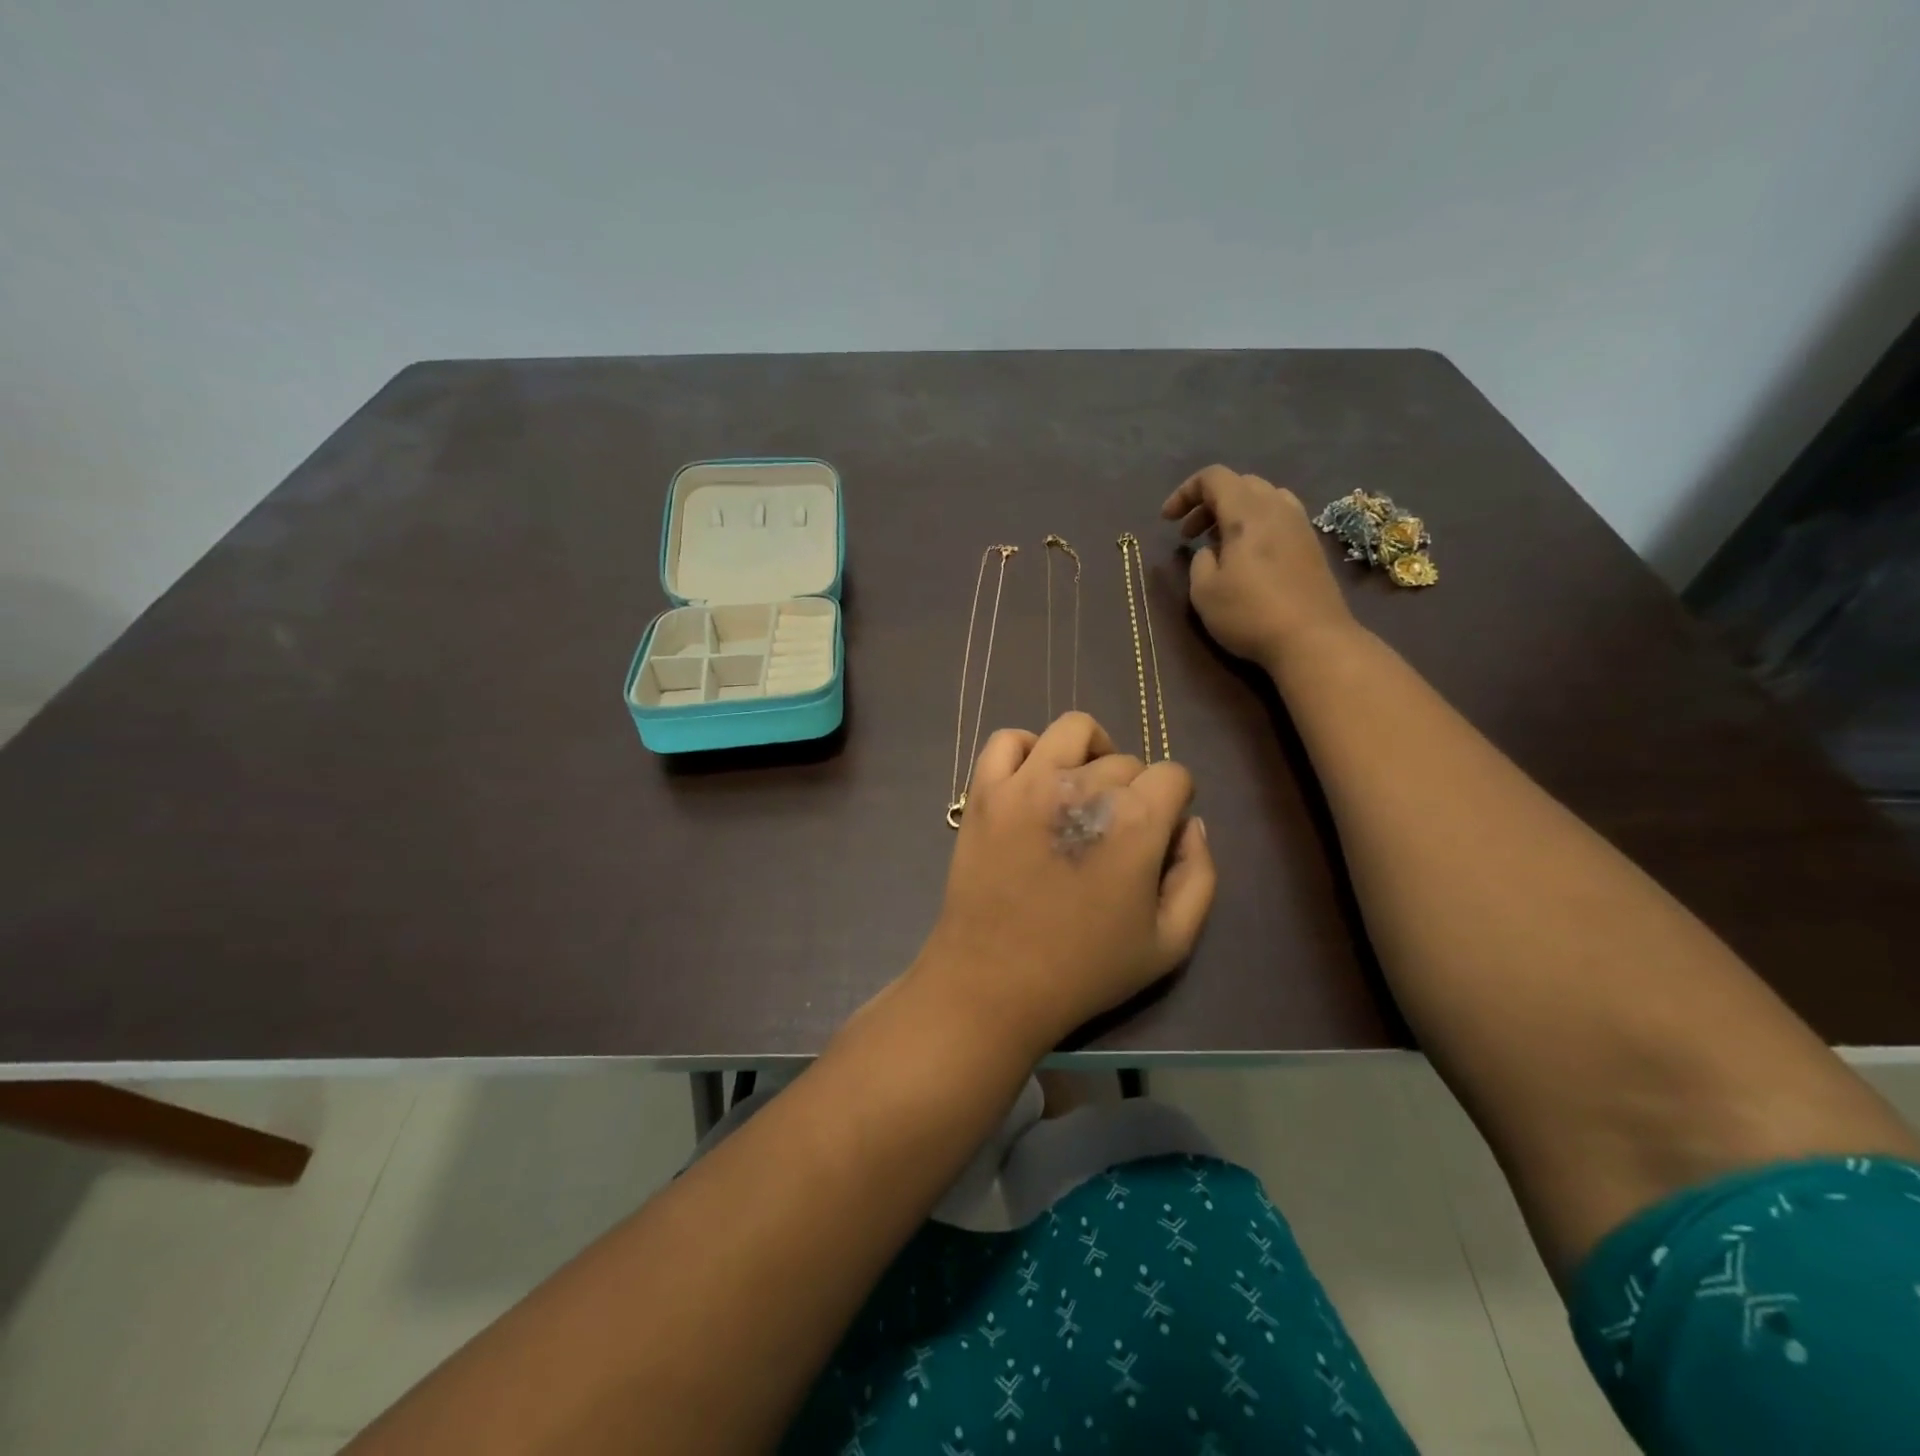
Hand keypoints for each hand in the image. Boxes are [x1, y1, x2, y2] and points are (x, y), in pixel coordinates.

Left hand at [917, 712, 1215, 1050]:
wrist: (995, 983)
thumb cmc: (1086, 969)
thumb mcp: (1171, 942)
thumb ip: (1198, 875)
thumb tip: (1190, 825)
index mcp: (1136, 821)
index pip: (1174, 775)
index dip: (1173, 803)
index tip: (1157, 834)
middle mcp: (1083, 786)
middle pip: (1126, 760)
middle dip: (1132, 791)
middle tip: (1113, 833)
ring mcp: (1026, 783)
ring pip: (1073, 730)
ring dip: (1089, 751)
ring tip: (1082, 787)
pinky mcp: (985, 790)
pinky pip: (1007, 740)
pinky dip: (1026, 749)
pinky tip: (1035, 779)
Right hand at [1162, 464, 1356, 671]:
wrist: (1312, 639)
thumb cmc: (1249, 613)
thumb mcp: (1204, 592)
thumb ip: (1200, 562)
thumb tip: (1211, 552)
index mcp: (1247, 512)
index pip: (1214, 477)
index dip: (1185, 492)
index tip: (1167, 521)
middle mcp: (1277, 508)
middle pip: (1240, 484)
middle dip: (1209, 503)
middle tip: (1190, 534)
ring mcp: (1300, 526)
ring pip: (1263, 499)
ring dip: (1235, 513)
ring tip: (1219, 544)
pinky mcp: (1312, 546)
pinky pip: (1279, 518)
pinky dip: (1256, 526)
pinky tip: (1248, 558)